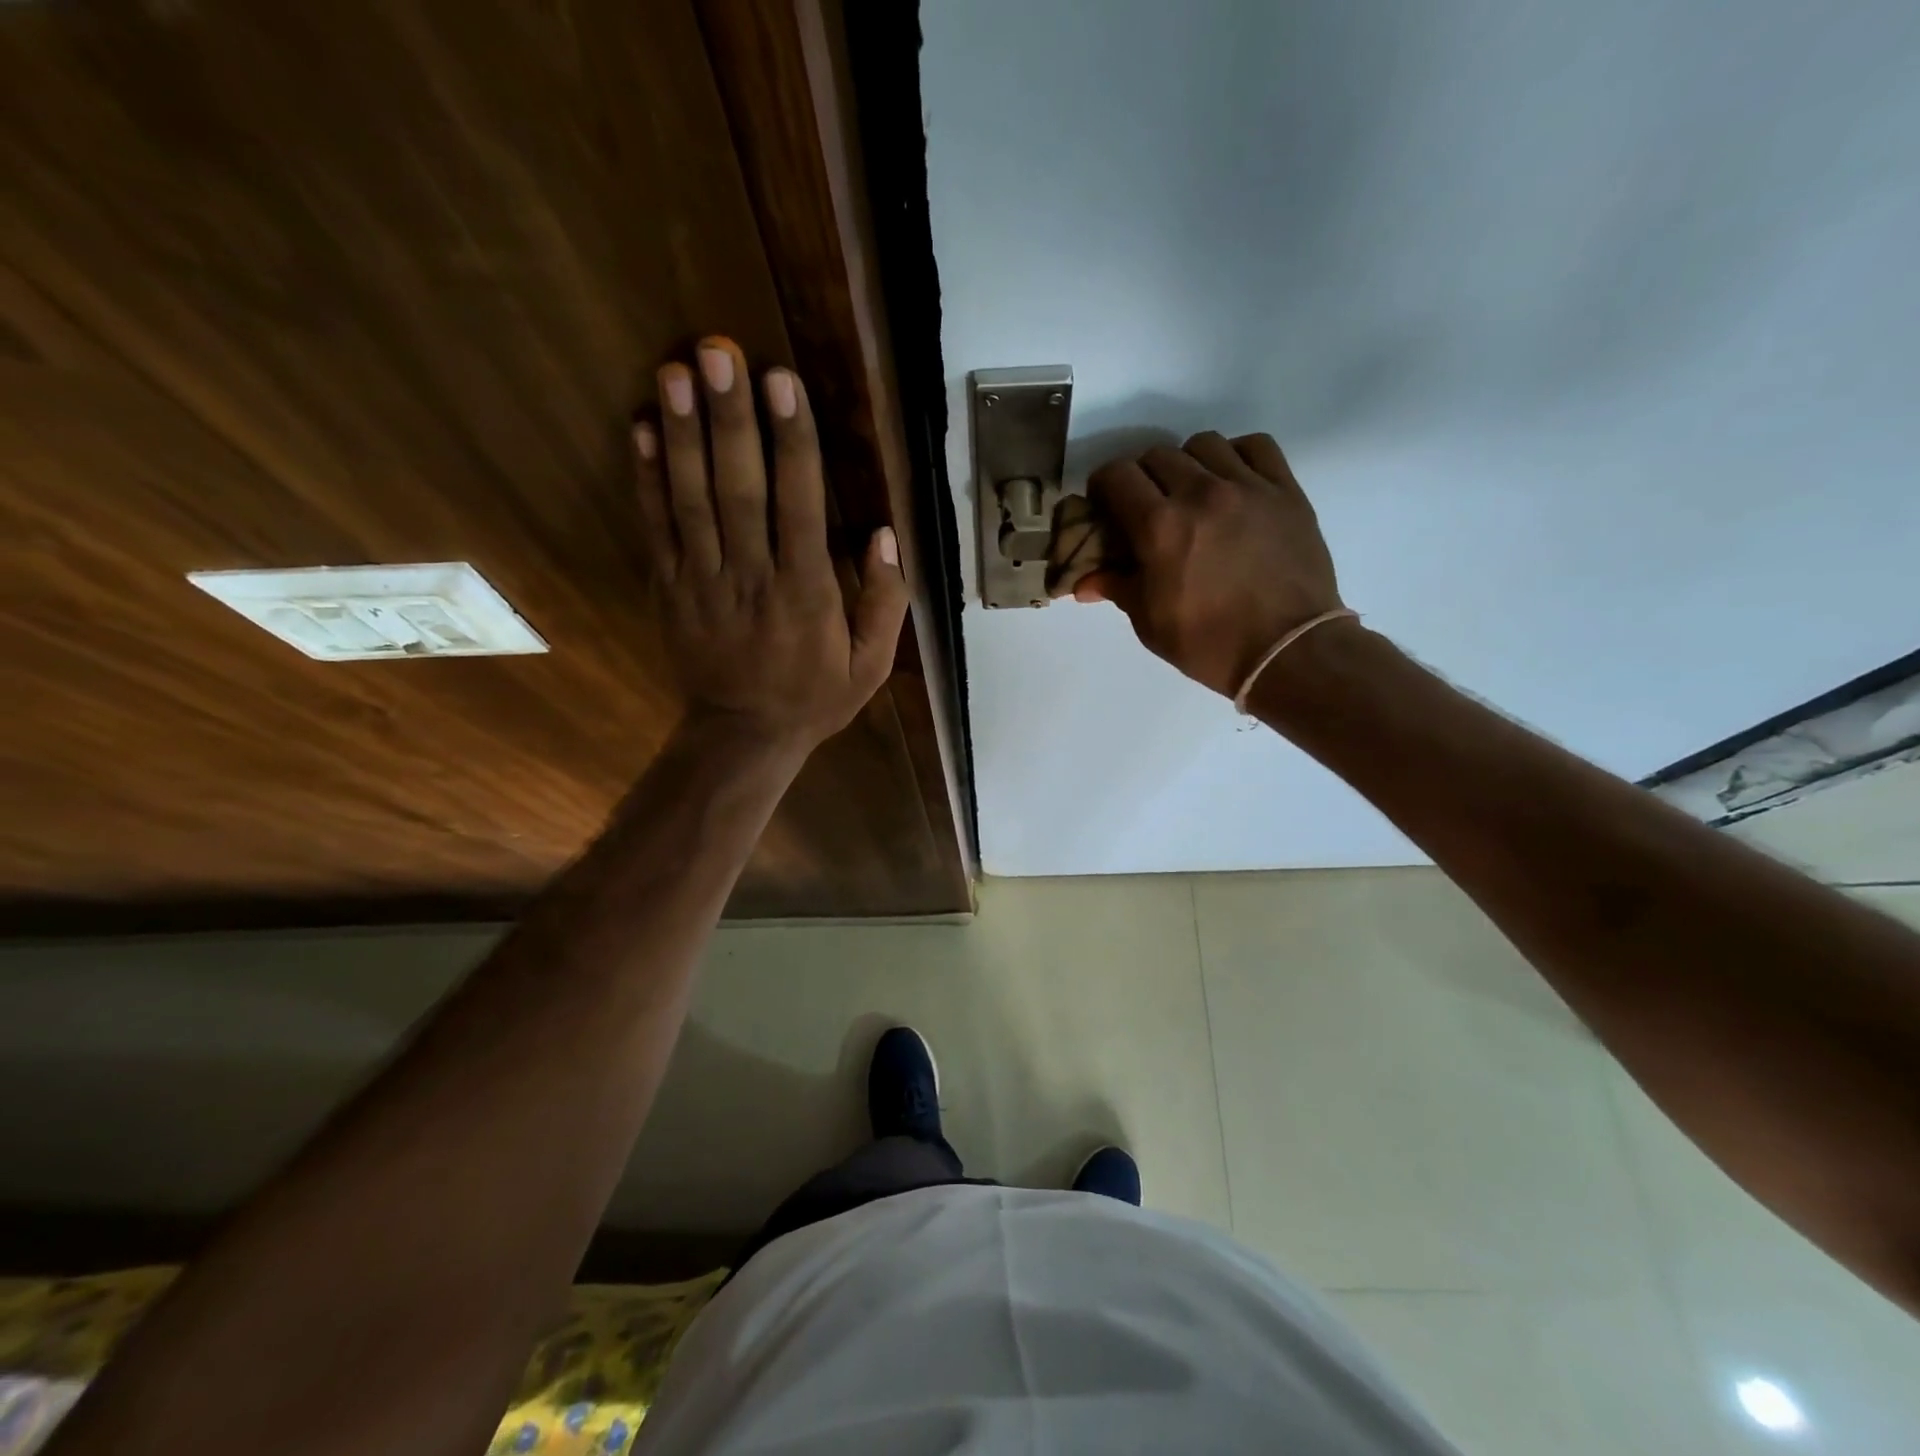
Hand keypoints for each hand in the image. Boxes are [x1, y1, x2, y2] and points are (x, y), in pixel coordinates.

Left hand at [633, 338, 907, 751]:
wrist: (742, 736)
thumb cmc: (814, 697)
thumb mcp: (871, 664)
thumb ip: (885, 602)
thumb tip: (885, 534)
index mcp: (806, 593)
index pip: (800, 505)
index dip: (791, 441)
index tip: (781, 382)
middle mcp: (752, 578)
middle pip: (739, 489)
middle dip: (730, 419)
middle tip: (718, 352)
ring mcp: (703, 582)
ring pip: (692, 500)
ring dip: (682, 434)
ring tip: (675, 371)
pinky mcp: (670, 589)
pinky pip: (657, 528)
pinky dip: (646, 478)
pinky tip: (640, 428)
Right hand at [1077, 432, 1343, 697]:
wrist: (1287, 652)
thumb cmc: (1209, 643)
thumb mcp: (1150, 622)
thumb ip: (1117, 588)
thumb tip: (1084, 582)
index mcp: (1160, 526)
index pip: (1117, 475)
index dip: (1103, 486)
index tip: (1105, 506)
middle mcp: (1201, 493)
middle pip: (1157, 455)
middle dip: (1141, 478)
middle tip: (1145, 507)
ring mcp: (1248, 487)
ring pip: (1204, 444)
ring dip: (1187, 464)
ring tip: (1191, 493)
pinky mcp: (1285, 490)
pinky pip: (1255, 446)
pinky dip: (1236, 456)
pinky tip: (1233, 481)